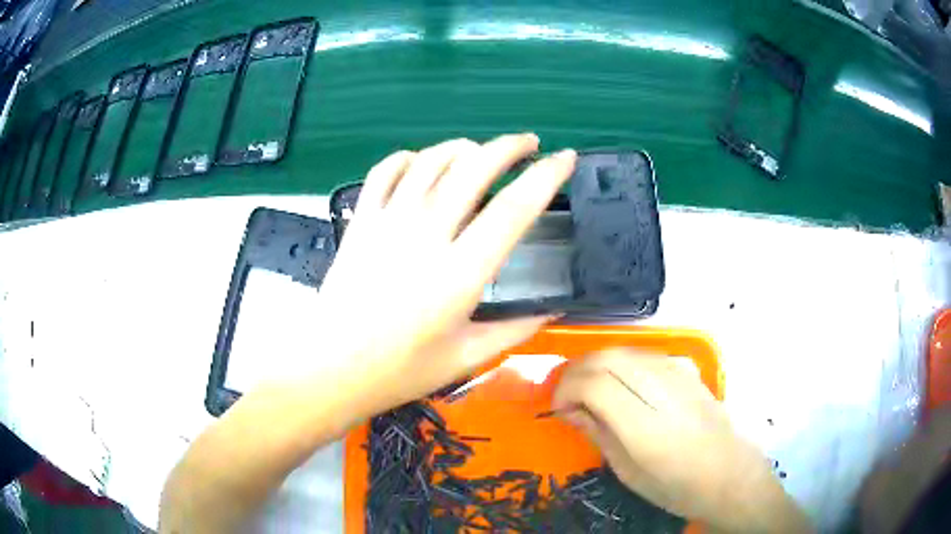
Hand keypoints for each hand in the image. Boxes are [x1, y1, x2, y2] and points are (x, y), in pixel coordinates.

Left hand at [314, 133, 577, 426]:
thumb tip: (554, 310)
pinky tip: (422, 162)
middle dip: (508, 147)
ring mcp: (388, 223)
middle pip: (473, 168)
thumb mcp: (466, 359)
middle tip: (528, 143)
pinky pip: (386, 172)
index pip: (514, 208)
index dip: (546, 176)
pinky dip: (409, 158)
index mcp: (461, 273)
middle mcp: (426, 235)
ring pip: (431, 161)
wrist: (331, 369)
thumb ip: (516, 330)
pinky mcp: (360, 222)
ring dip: (463, 147)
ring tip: (481, 151)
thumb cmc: (399, 371)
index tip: (565, 158)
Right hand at [553, 350, 811, 532]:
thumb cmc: (675, 485)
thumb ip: (597, 433)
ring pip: (624, 349)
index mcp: (646, 425)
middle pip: (606, 356)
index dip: (566, 389)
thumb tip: (569, 409)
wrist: (727, 474)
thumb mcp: (627, 471)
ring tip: (590, 390)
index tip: (558, 407)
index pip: (595, 383)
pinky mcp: (688, 370)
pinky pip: (644, 355)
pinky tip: (622, 385)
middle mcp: (663, 390)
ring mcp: (679, 374)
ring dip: (598, 364)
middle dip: (577, 370)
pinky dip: (621, 363)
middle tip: (569, 396)